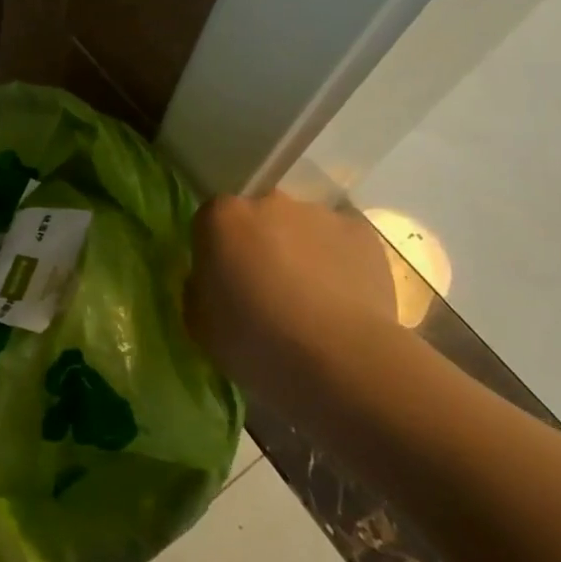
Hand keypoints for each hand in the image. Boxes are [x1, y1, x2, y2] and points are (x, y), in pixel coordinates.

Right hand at [185, 192, 402, 417]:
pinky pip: (342, 242)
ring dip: (301, 253)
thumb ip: (200, 289)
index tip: (223, 282)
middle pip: (259, 217)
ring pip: (303, 228)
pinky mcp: (361, 233)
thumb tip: (211, 281)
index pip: (211, 221)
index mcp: (221, 217)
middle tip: (267, 291)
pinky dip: (339, 263)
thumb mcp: (199, 323)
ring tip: (312, 303)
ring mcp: (319, 214)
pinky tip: (343, 302)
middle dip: (261, 244)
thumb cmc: (253, 341)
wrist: (336, 359)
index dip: (217, 251)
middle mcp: (269, 202)